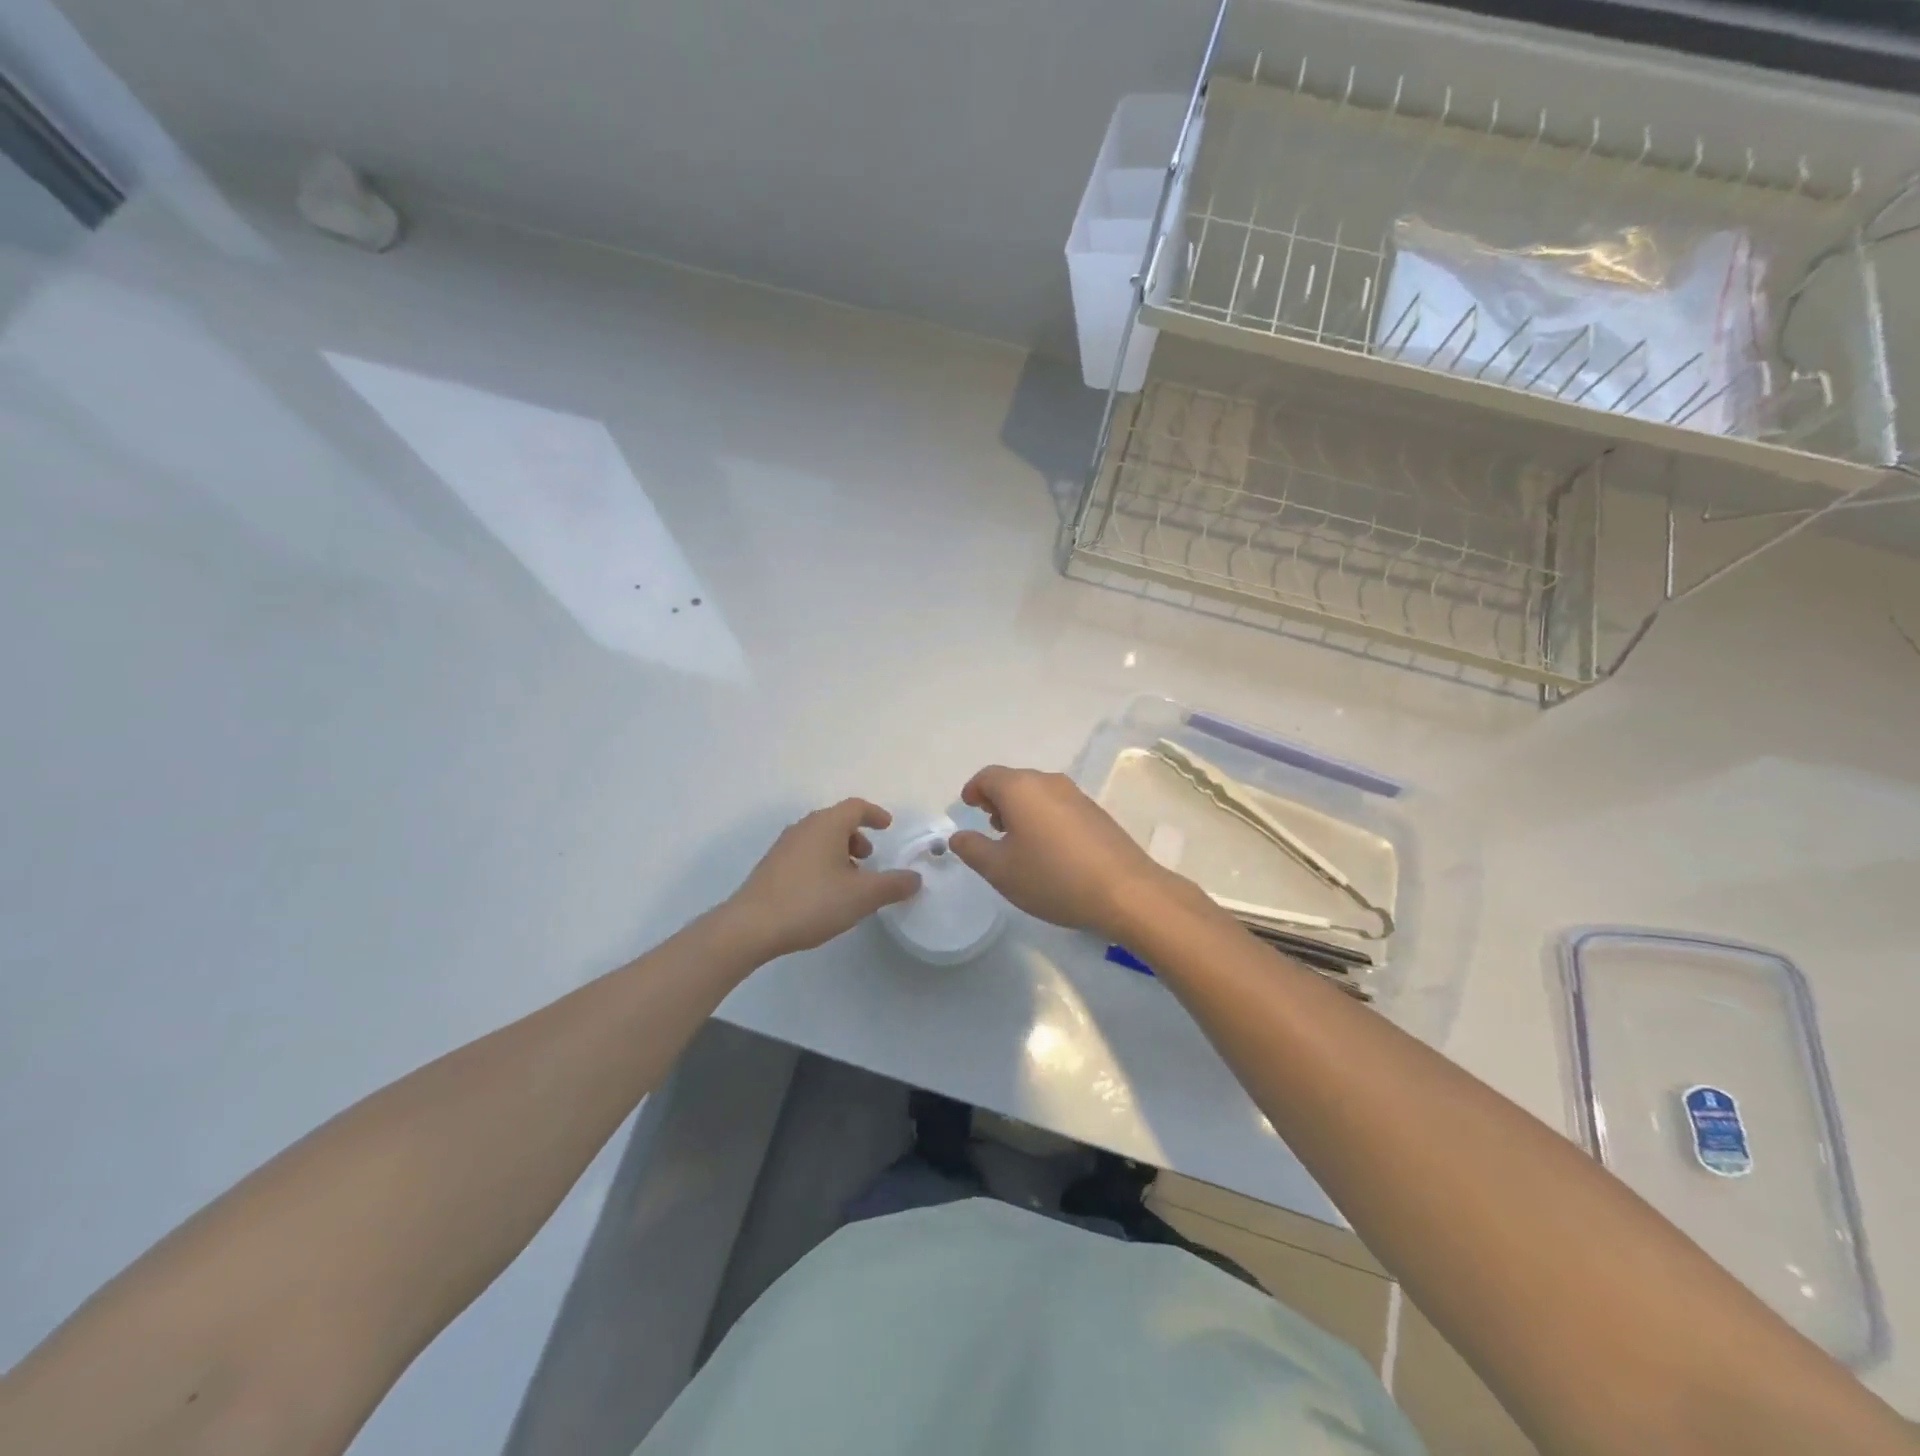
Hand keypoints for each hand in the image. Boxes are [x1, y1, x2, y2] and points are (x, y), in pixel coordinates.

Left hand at [724, 799, 920, 959]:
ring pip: (819, 839)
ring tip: (850, 879)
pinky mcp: (771, 867)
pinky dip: (822, 862)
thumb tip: (915, 878)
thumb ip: (892, 885)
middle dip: (857, 835)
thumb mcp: (862, 896)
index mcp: (827, 825)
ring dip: (839, 851)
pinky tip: (825, 892)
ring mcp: (784, 846)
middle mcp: (804, 828)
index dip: (875, 814)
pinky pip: (805, 854)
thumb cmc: (812, 902)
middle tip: (870, 857)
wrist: (751, 926)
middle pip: (836, 821)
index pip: (856, 807)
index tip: (888, 826)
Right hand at [947, 767, 1186, 941]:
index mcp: (1021, 788)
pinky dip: (1044, 817)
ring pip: (1038, 793)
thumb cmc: (1052, 877)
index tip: (967, 807)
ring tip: (1018, 842)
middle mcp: (1049, 782)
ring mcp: (1077, 795)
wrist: (1124, 891)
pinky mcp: (1096, 812)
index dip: (973, 790)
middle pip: (1014, 781)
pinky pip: (1059, 805)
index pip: (988, 776)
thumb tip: (958, 836)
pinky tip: (1049, 849)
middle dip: (997, 800)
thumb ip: (973, 850)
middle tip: (991, 828)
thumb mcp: (1001, 870)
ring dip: (1022, 809)